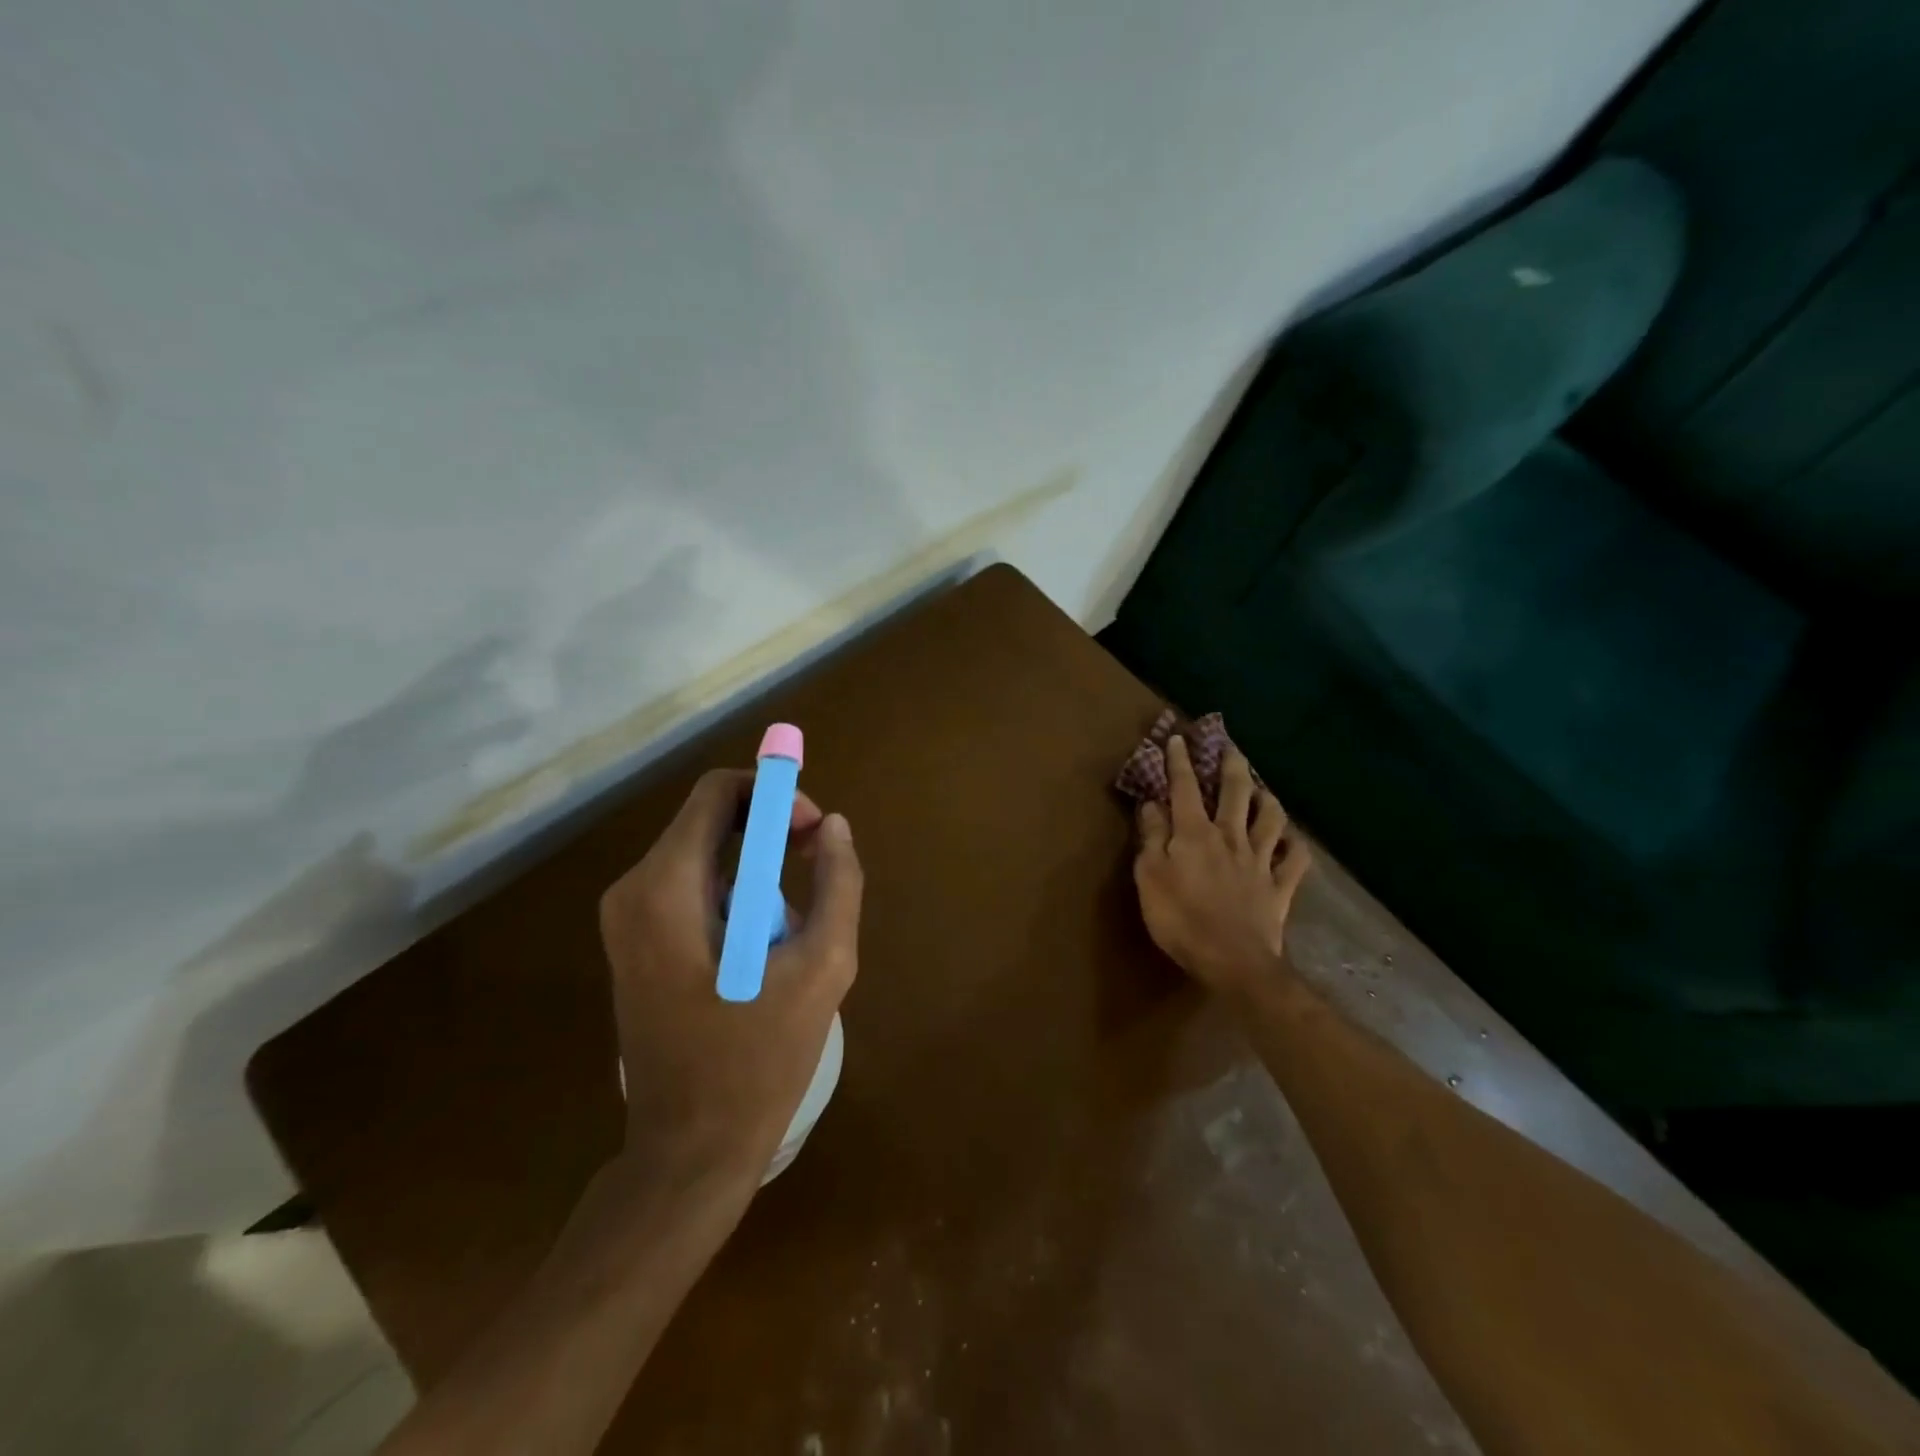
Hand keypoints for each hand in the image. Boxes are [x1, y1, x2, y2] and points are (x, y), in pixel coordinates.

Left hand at [599, 769, 863, 1181]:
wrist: (689, 1152)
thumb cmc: (758, 1059)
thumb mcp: (822, 967)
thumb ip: (838, 883)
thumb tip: (835, 826)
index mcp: (666, 886)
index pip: (719, 792)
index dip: (776, 795)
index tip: (815, 831)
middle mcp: (633, 890)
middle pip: (711, 820)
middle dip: (772, 832)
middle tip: (817, 868)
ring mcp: (627, 920)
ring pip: (707, 857)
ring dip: (759, 873)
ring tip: (794, 931)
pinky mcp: (636, 945)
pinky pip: (694, 891)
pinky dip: (737, 898)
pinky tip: (764, 951)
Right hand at [1133, 735, 1310, 997]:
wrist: (1234, 961)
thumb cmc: (1180, 919)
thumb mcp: (1149, 876)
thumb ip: (1151, 836)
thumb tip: (1152, 803)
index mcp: (1195, 833)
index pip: (1185, 788)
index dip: (1180, 761)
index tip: (1178, 738)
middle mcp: (1230, 837)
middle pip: (1235, 792)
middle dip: (1231, 766)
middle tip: (1230, 747)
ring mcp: (1260, 861)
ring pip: (1271, 818)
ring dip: (1266, 798)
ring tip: (1262, 789)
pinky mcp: (1279, 886)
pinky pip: (1295, 859)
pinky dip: (1296, 845)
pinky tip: (1293, 839)